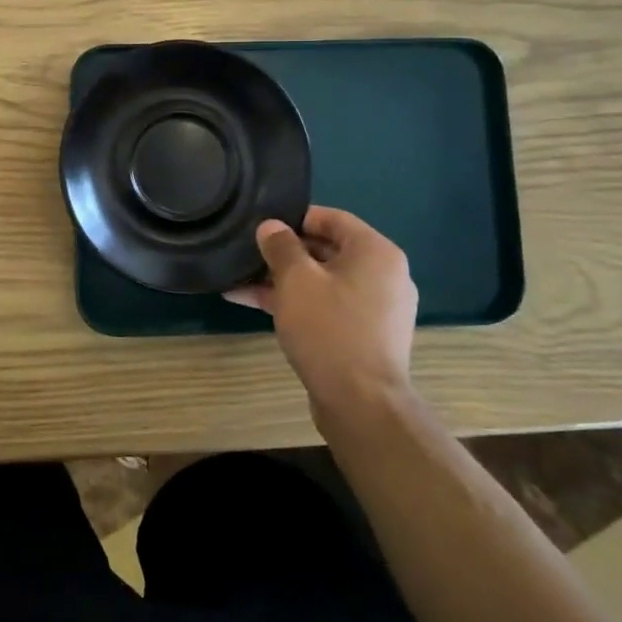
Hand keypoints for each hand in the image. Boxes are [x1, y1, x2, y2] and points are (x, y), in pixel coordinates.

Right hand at [227, 207, 416, 417]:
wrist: (361, 404)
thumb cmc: (329, 329)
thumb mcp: (296, 280)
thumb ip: (280, 246)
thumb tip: (270, 227)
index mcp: (376, 252)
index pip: (332, 218)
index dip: (294, 217)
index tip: (261, 225)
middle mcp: (383, 275)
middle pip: (326, 250)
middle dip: (283, 253)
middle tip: (246, 253)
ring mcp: (375, 309)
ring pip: (322, 281)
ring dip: (282, 281)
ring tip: (238, 281)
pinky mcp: (364, 335)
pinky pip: (326, 307)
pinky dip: (296, 303)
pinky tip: (254, 305)